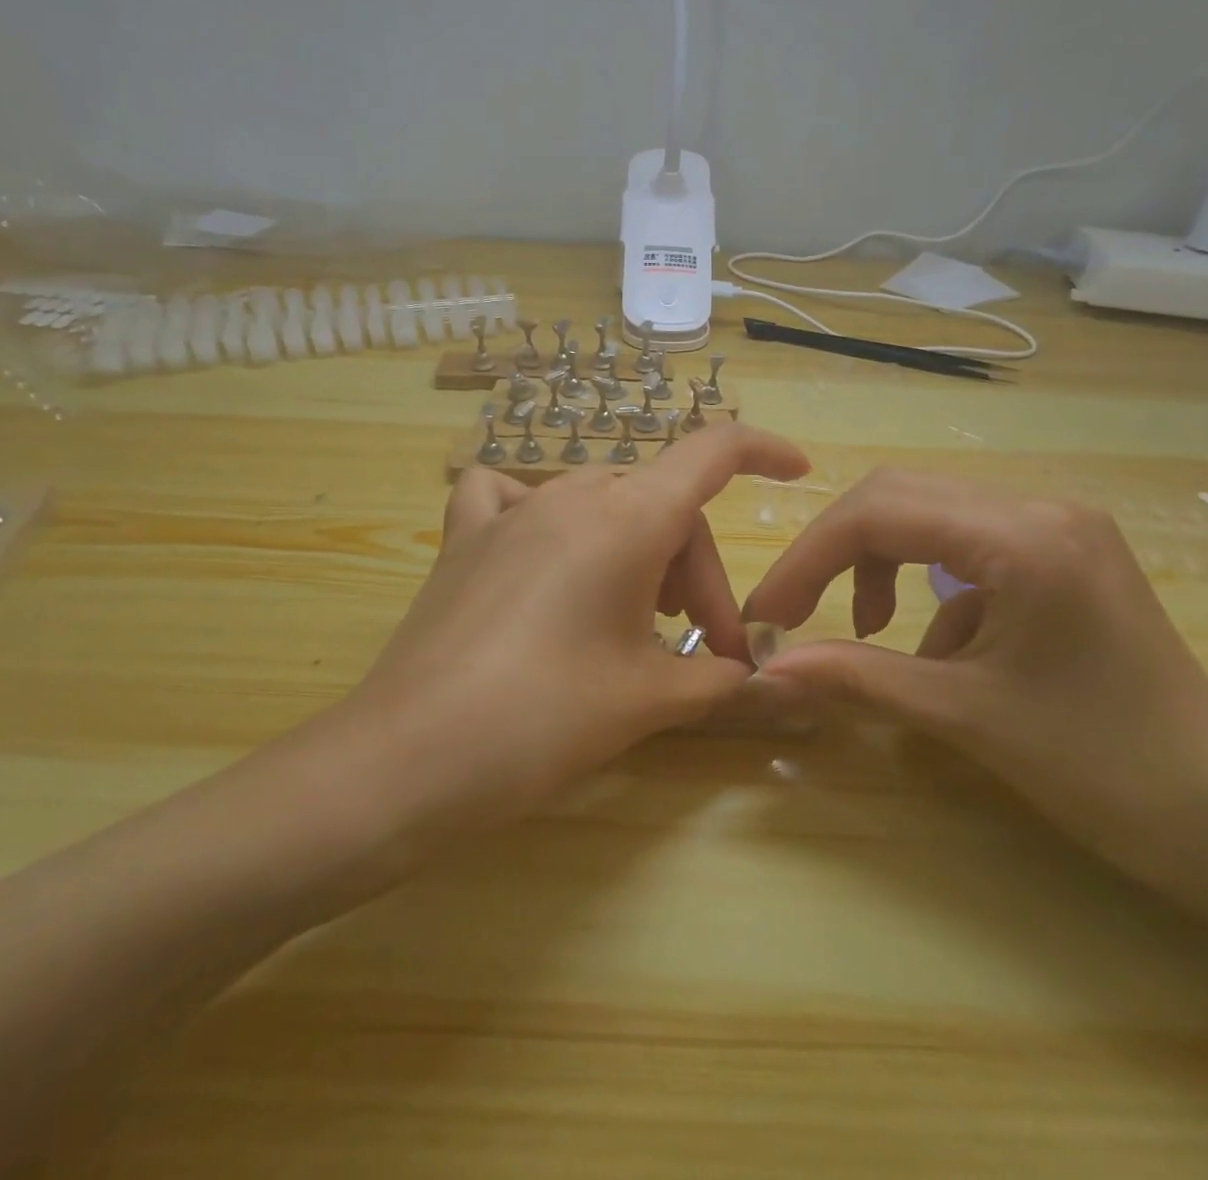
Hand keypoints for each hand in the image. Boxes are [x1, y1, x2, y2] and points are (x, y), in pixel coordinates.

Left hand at [335, 423, 808, 832]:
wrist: (412, 756)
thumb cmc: (546, 719)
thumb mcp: (647, 700)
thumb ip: (713, 679)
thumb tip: (748, 675)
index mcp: (627, 518)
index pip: (711, 452)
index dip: (761, 451)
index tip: (795, 469)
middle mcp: (571, 494)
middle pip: (660, 505)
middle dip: (694, 573)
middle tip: (702, 650)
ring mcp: (511, 511)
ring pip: (600, 503)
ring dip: (634, 550)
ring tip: (632, 618)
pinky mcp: (464, 538)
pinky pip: (508, 495)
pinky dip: (538, 510)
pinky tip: (540, 549)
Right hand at [743, 469, 1207, 887]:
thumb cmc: (1105, 771)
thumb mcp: (965, 717)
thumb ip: (857, 677)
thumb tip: (767, 668)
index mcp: (1025, 536)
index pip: (880, 513)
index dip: (808, 558)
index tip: (768, 611)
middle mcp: (1041, 507)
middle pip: (898, 497)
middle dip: (835, 553)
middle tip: (796, 612)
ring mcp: (1057, 526)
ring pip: (928, 516)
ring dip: (879, 564)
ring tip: (870, 629)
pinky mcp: (1061, 553)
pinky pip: (966, 546)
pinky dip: (928, 588)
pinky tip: (943, 649)